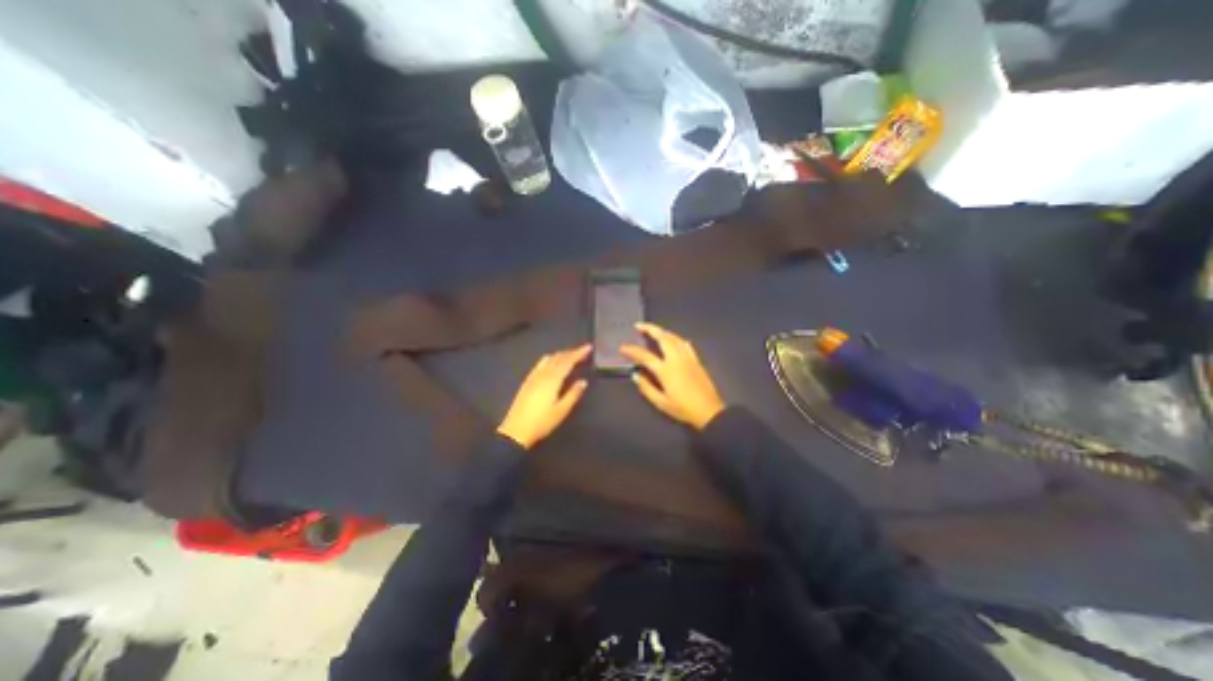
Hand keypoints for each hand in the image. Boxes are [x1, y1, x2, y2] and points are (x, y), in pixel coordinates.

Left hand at [497, 343, 592, 450]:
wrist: (516, 431)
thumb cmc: (542, 422)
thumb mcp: (561, 410)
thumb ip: (573, 394)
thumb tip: (583, 381)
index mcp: (553, 380)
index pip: (568, 361)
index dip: (578, 353)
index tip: (588, 347)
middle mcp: (543, 374)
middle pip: (558, 357)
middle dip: (571, 352)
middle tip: (582, 351)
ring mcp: (533, 377)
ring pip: (549, 359)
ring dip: (560, 354)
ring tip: (570, 355)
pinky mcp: (527, 381)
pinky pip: (540, 364)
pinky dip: (550, 359)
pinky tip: (551, 363)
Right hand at [620, 322, 722, 427]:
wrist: (709, 411)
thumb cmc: (683, 409)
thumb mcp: (661, 403)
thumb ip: (647, 388)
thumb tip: (635, 375)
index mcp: (665, 370)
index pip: (645, 356)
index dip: (632, 350)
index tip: (622, 347)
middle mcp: (676, 359)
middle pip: (663, 338)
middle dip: (650, 329)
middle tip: (639, 326)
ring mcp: (688, 358)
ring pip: (675, 338)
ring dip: (663, 331)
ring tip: (654, 330)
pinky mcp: (696, 361)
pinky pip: (685, 345)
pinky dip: (677, 339)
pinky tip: (674, 339)